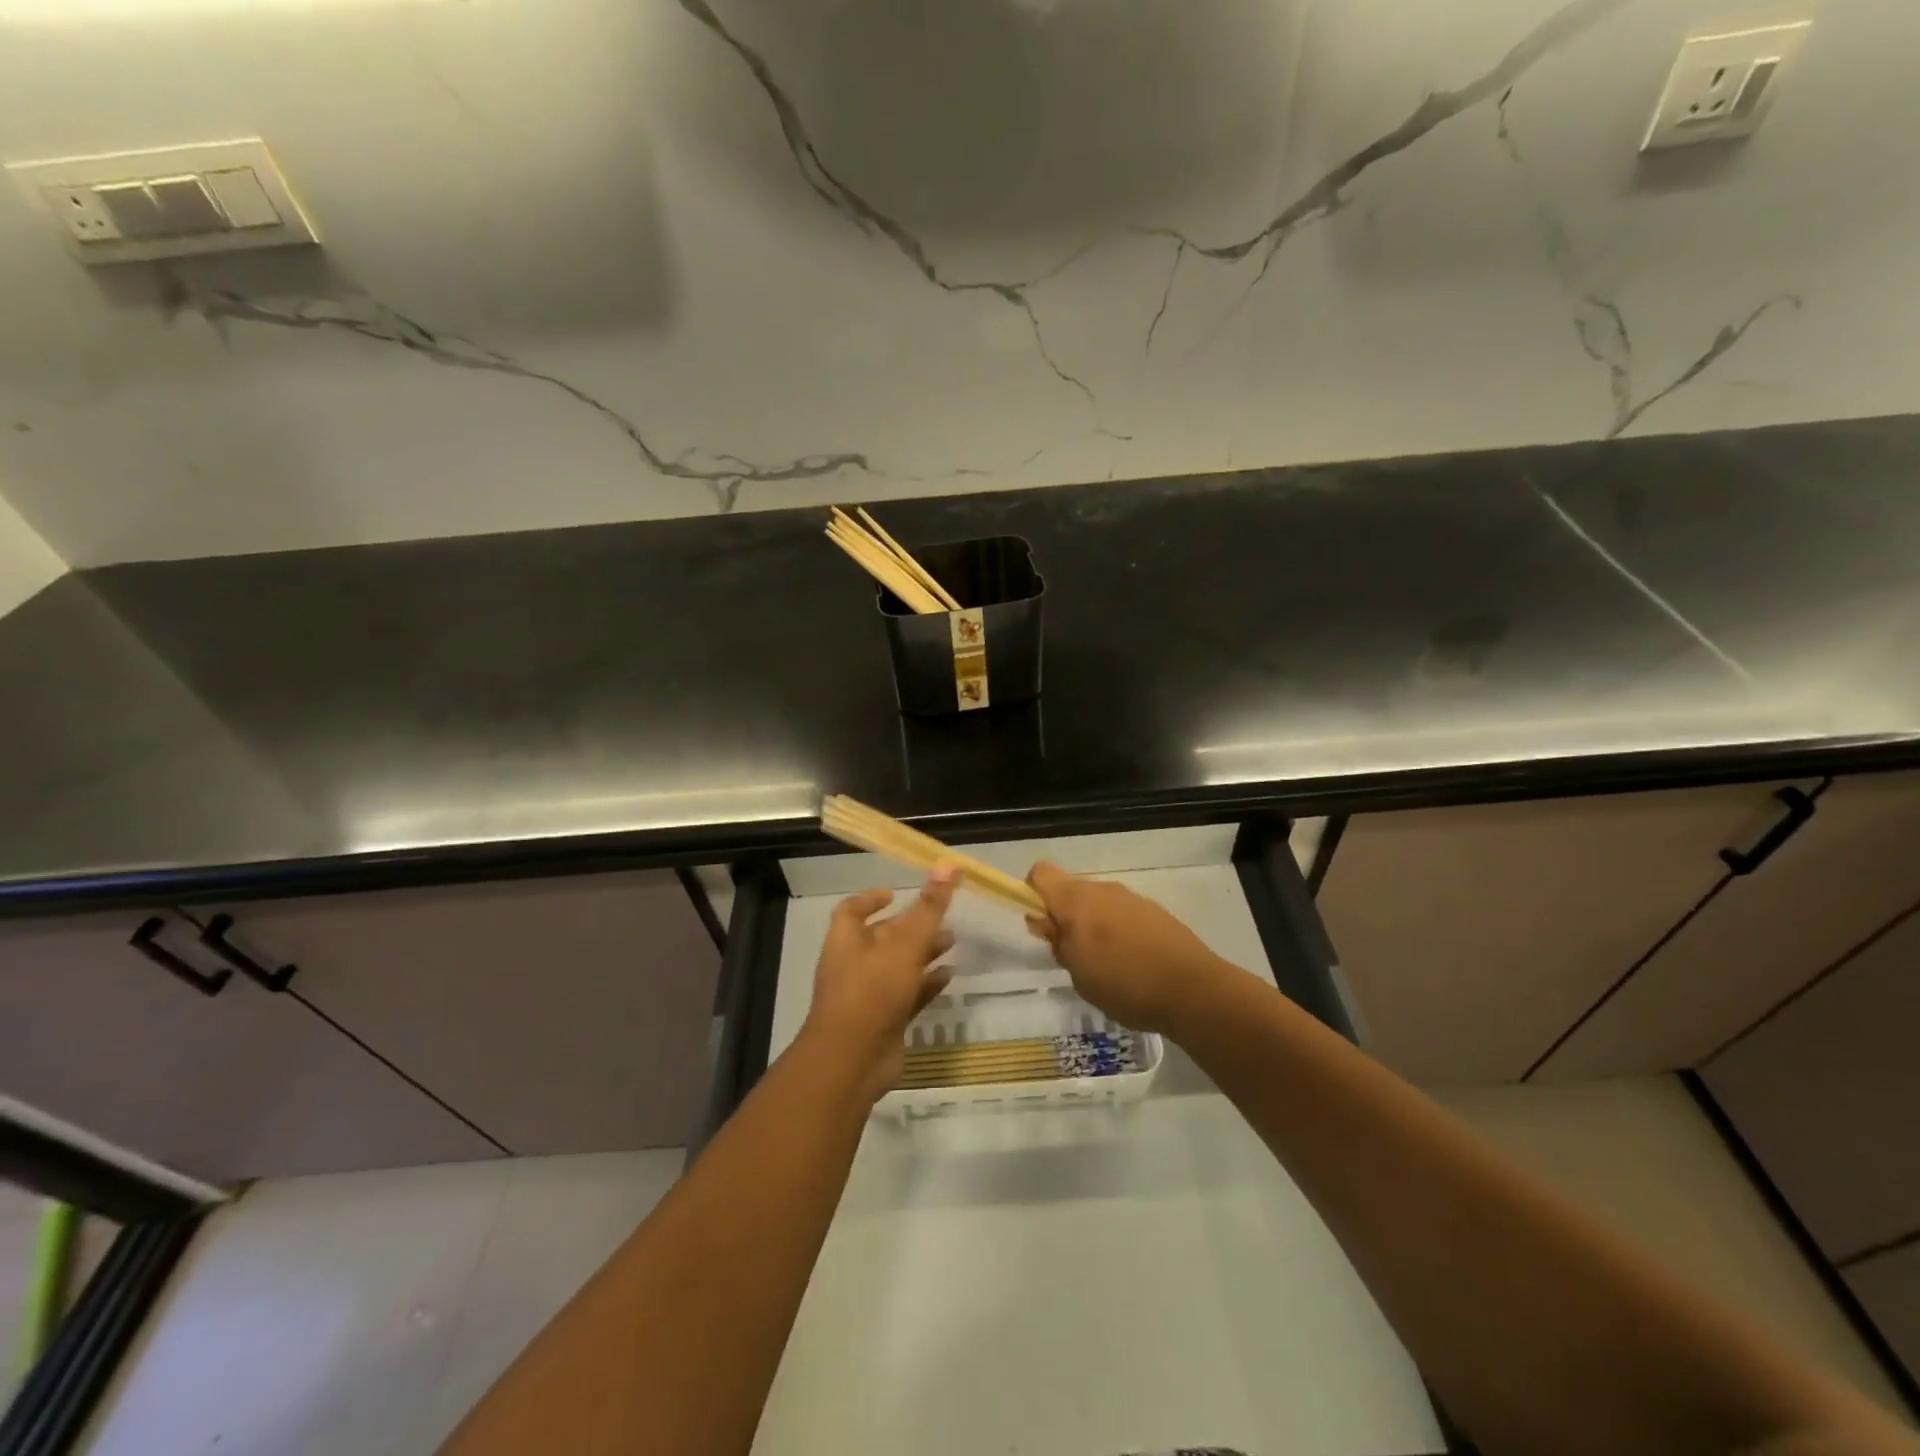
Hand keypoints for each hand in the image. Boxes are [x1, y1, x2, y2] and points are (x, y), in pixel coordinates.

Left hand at [800, 868, 957, 1101]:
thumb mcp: (905, 943)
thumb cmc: (873, 990)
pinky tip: (950, 977)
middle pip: (881, 938)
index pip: (852, 910)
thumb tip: (947, 864)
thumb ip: (929, 907)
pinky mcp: (884, 1022)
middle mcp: (853, 964)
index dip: (871, 899)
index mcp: (846, 940)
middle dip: (910, 926)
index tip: (896, 892)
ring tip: (953, 942)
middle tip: (941, 917)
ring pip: (898, 967)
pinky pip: (908, 996)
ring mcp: (868, 996)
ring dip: (923, 954)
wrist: (853, 1061)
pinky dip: (926, 984)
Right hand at [1025, 861, 1227, 1035]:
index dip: (1033, 894)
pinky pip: (1124, 914)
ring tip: (1107, 967)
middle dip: (1066, 918)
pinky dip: (1120, 932)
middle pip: (1071, 891)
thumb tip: (1044, 921)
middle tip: (1074, 957)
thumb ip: (1058, 943)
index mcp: (1076, 901)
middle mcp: (1103, 890)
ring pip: (1099, 904)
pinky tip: (1134, 965)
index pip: (1041, 874)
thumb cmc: (1124, 985)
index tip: (1042, 926)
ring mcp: (1132, 898)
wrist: (1193, 990)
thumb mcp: (1078, 974)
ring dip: (1095, 926)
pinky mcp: (1155, 912)